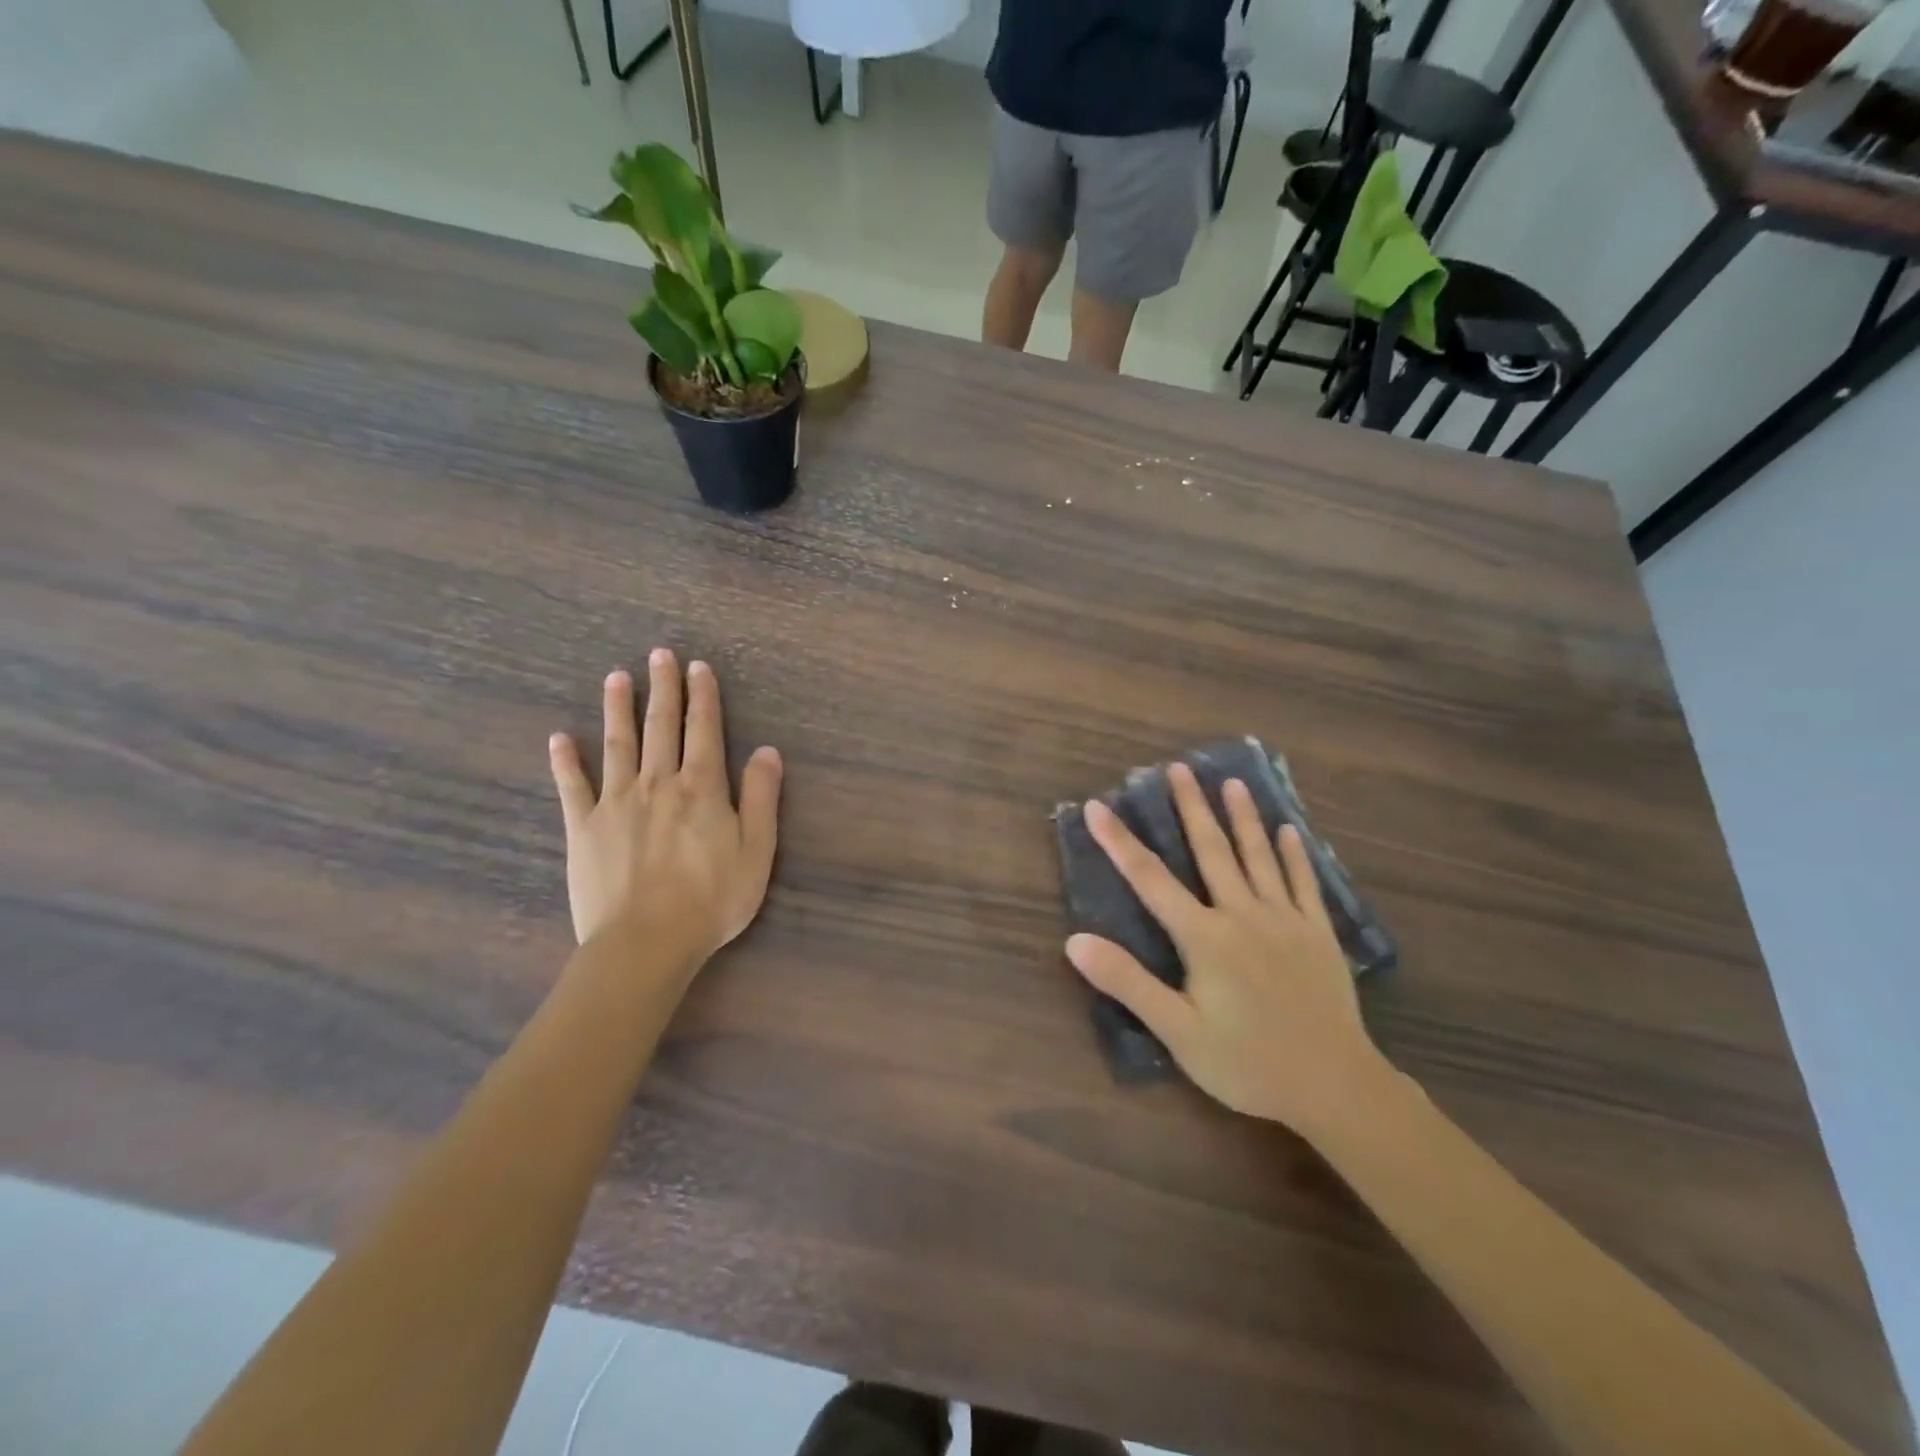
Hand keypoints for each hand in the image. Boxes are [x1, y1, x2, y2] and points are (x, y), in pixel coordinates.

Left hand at [548, 649, 782, 963]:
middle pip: (661, 727)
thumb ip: (762, 798)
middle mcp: (658, 783)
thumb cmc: (712, 899)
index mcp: (701, 788)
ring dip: (618, 709)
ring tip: (616, 678)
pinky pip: (573, 786)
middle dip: (663, 688)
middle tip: (659, 654)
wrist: (647, 941)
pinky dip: (565, 761)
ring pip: (617, 744)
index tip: (698, 667)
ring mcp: (616, 802)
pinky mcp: (583, 827)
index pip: (704, 731)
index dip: (703, 697)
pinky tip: (560, 738)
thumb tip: (767, 750)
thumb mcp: (757, 850)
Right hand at [1065, 762, 1388, 1137]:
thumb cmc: (1246, 1062)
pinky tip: (1289, 831)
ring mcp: (1285, 921)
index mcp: (1204, 937)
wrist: (1334, 1087)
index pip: (1150, 879)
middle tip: (1179, 768)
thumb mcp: (1177, 1031)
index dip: (1120, 842)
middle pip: (1211, 851)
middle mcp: (1242, 915)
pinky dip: (1295, 855)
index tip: (1097, 806)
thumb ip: (1127, 982)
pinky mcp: (1318, 935)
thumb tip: (1075, 941)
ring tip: (1232, 783)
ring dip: (1243, 818)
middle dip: (1191, 808)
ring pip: (1259, 857)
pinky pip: (1304, 884)